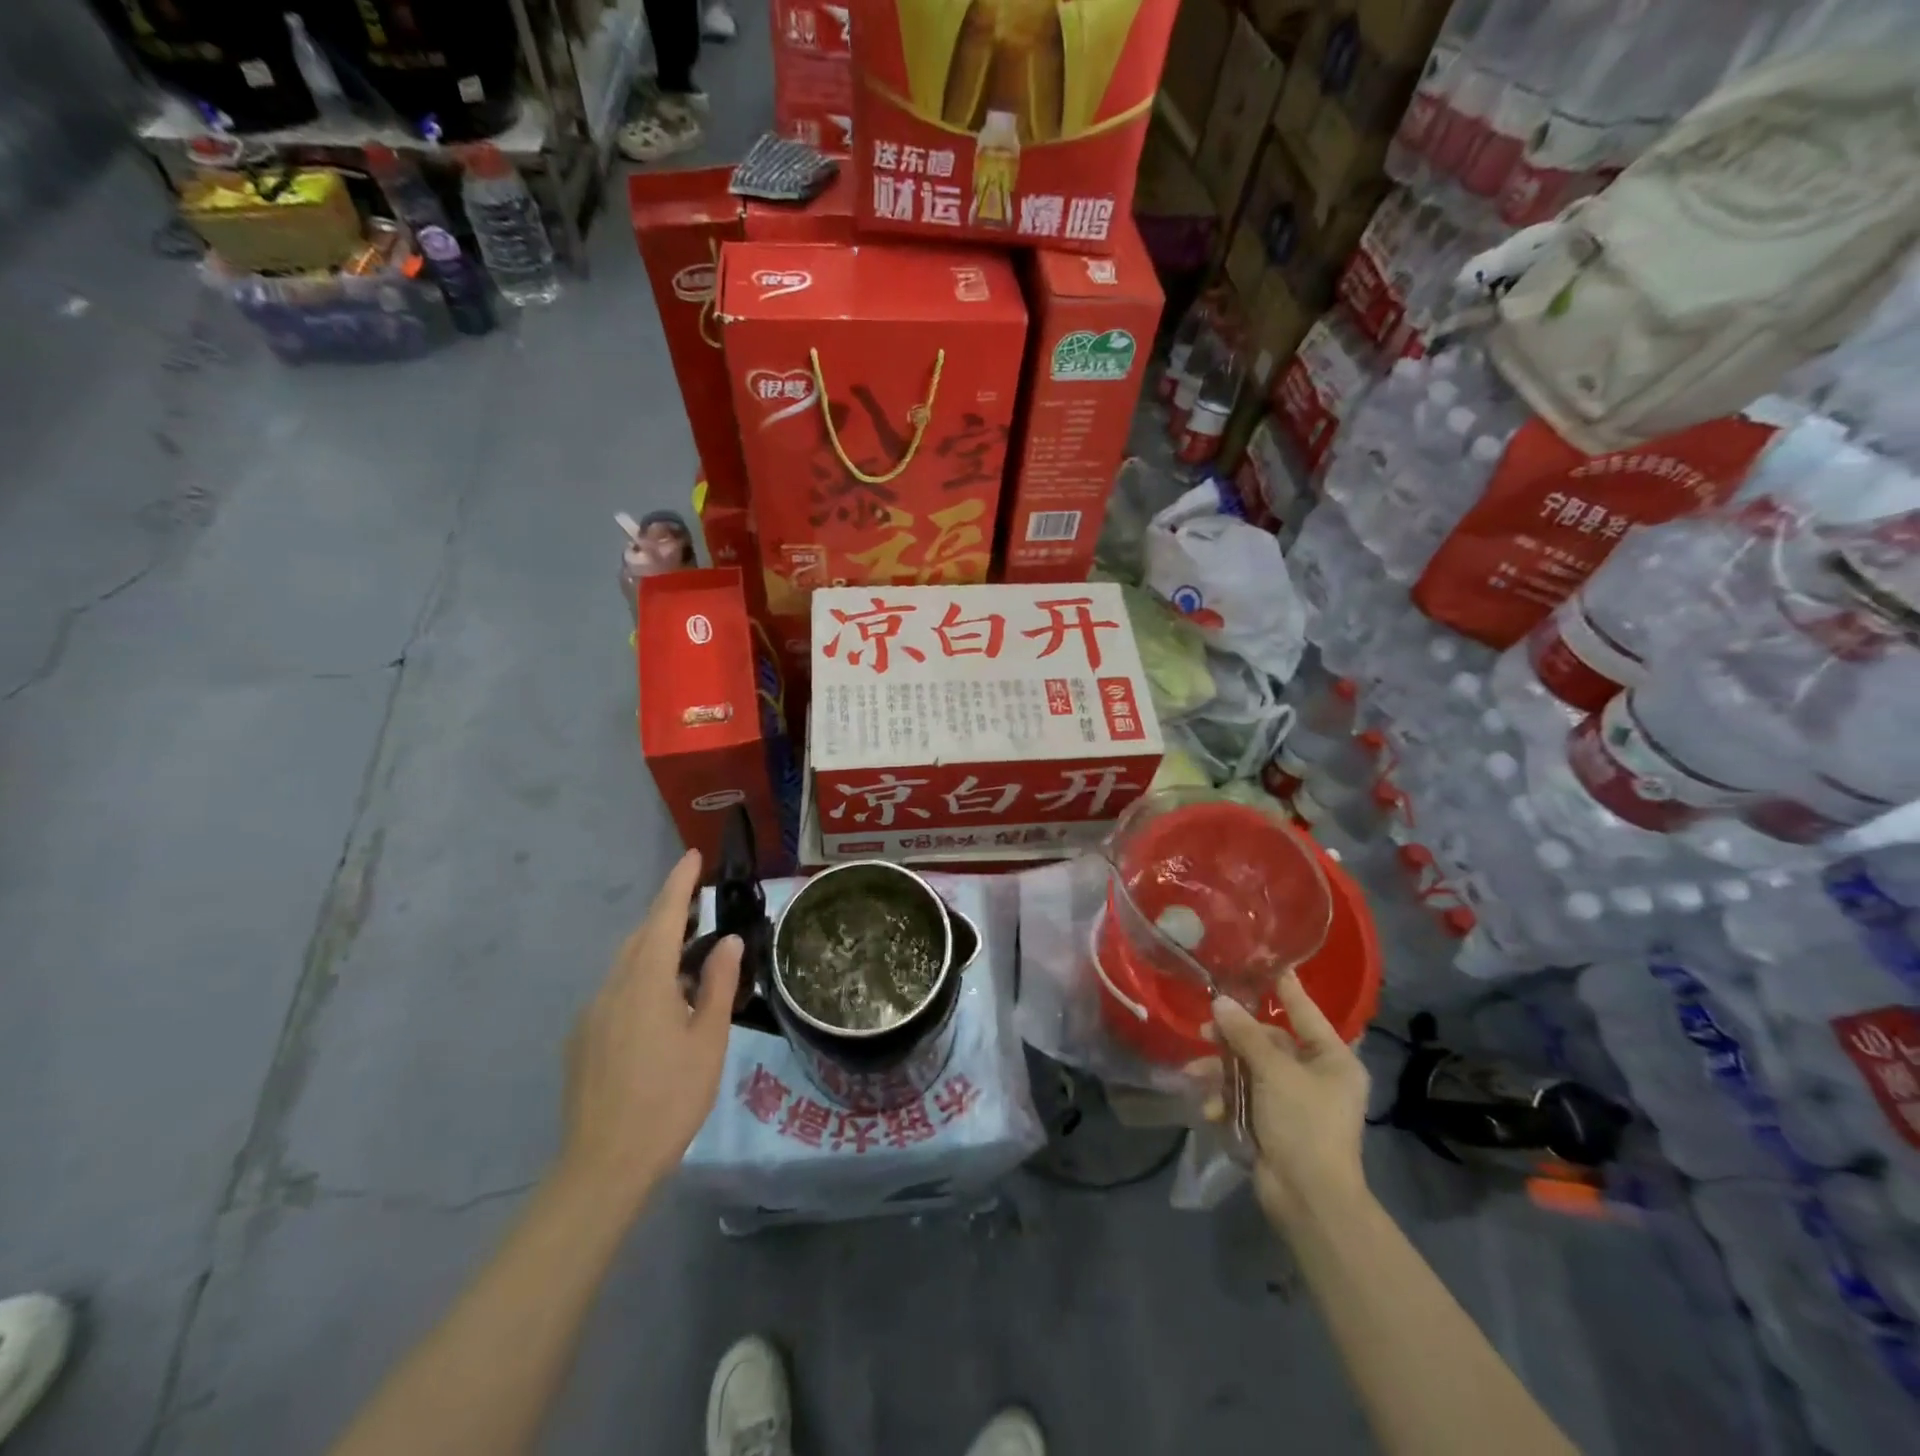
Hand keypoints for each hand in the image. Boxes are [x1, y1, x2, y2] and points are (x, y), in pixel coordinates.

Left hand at [559, 850, 741, 1215]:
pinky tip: (660, 1010)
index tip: (693, 856)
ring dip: (655, 951)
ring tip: (688, 961)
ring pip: (625, 965)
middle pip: (640, 937)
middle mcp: (611, 988)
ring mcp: (591, 1014)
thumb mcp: (708, 1040)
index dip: (679, 884)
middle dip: (668, 916)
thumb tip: (729, 941)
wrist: (603, 1166)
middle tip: (700, 909)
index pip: (663, 917)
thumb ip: (718, 984)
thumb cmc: (668, 1099)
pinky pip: (615, 993)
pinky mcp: (581, 1040)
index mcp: (644, 982)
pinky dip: (640, 982)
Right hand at [1198, 971, 1369, 1229]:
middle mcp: (1316, 1076)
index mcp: (1333, 1059)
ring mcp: (1294, 1101)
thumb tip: (1220, 1003)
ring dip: (1223, 1072)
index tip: (1266, 962)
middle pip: (1269, 1042)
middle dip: (1234, 1039)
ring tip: (1195, 1074)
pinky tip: (1211, 1108)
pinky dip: (1227, 1100)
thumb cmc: (1304, 1123)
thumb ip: (1246, 1035)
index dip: (1285, 988)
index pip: (1305, 1011)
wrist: (1309, 1199)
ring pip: (1251, 1070)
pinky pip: (1246, 1098)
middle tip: (1205, 1030)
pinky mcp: (1275, 1123)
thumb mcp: (1274, 1072)